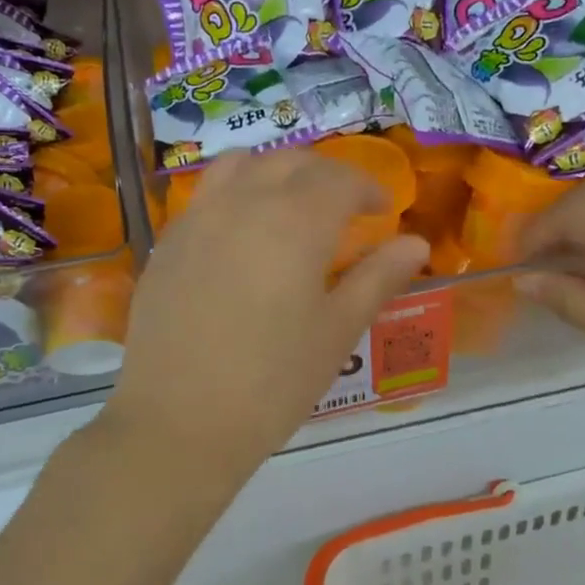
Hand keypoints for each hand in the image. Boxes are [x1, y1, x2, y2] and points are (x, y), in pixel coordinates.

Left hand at [99, 150, 428, 490]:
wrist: (178, 423)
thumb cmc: (273, 383)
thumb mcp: (337, 331)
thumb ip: (377, 278)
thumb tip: (416, 243)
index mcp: (295, 222)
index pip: (339, 179)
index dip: (367, 188)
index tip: (382, 211)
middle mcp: (244, 203)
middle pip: (291, 161)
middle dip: (326, 174)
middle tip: (345, 207)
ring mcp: (198, 218)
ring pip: (242, 165)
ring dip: (276, 171)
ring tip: (291, 205)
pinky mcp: (168, 243)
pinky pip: (207, 194)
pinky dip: (236, 193)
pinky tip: (243, 235)